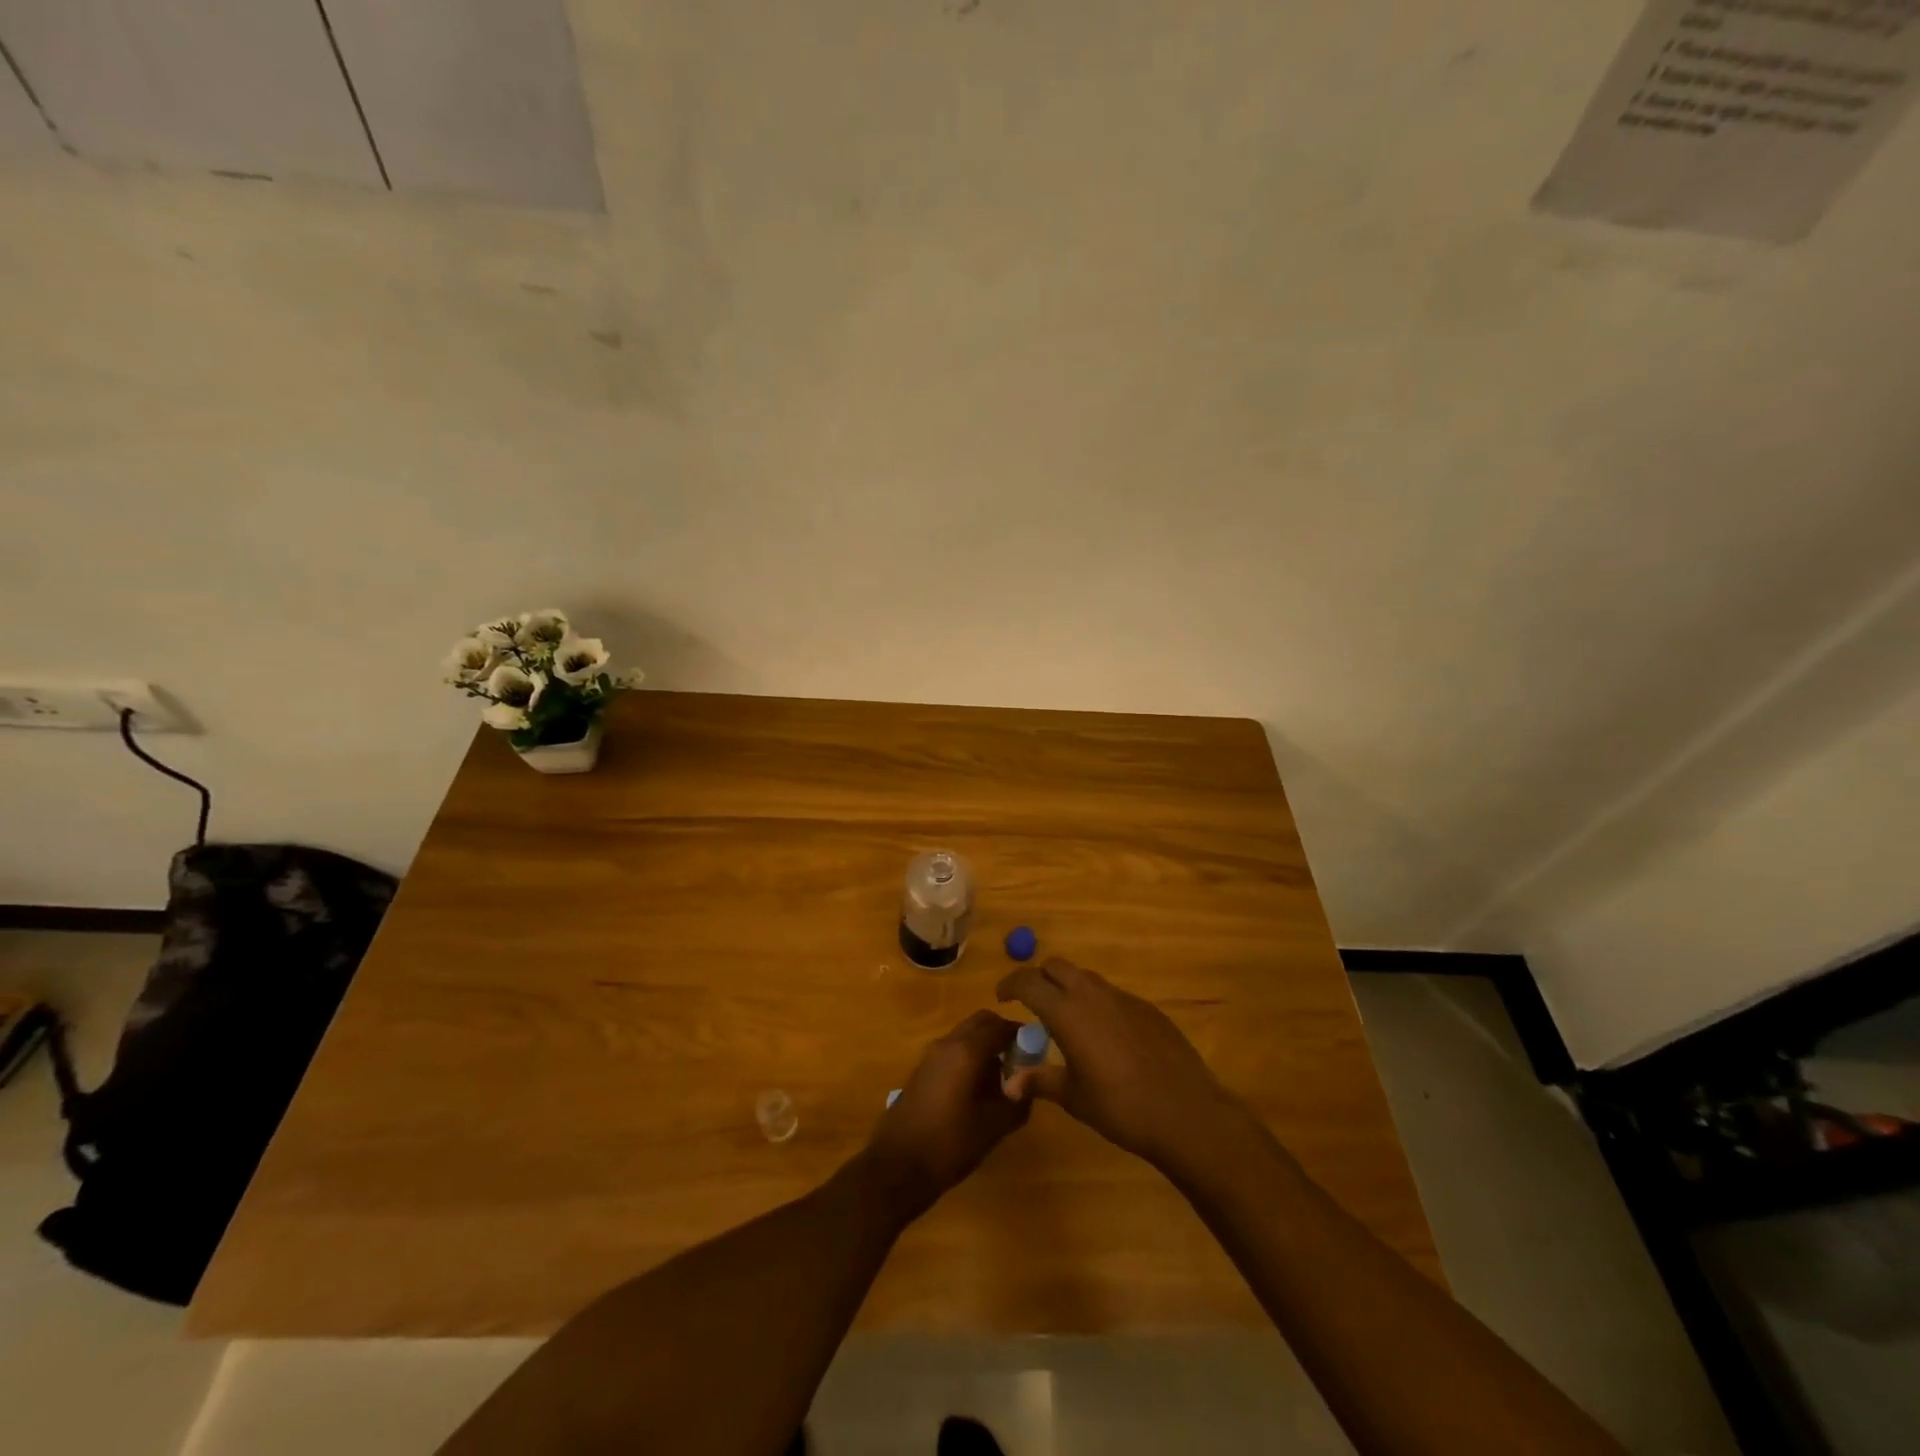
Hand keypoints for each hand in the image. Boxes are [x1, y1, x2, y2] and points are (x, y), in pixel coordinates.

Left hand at [860, 1010, 1030, 1218]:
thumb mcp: (993, 1127)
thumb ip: (1017, 1102)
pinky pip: (952, 1052)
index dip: (1021, 1034)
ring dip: (984, 1047)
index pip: (1000, 1025)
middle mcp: (947, 1044)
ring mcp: (930, 1056)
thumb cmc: (949, 1144)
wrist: (897, 1166)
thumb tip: (1028, 1088)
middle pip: (980, 1023)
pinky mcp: (921, 1071)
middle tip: (1019, 1061)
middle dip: (1002, 1034)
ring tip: (1000, 1081)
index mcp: (966, 1051)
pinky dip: (968, 1058)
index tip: (1036, 1052)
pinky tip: (976, 1092)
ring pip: (964, 1036)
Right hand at [997, 958, 1246, 1175]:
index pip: (1029, 981)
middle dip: (1040, 978)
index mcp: (1067, 1012)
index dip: (1010, 984)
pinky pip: (1113, 996)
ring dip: (1070, 989)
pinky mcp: (1148, 1009)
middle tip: (1032, 1004)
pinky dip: (1098, 1005)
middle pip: (1057, 966)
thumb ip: (1040, 1081)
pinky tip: (1105, 1037)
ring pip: (1086, 978)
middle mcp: (1093, 995)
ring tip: (1067, 1021)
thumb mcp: (1073, 1097)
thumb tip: (1010, 1082)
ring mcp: (1124, 999)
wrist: (1185, 1112)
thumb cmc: (1120, 1107)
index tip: (1001, 997)